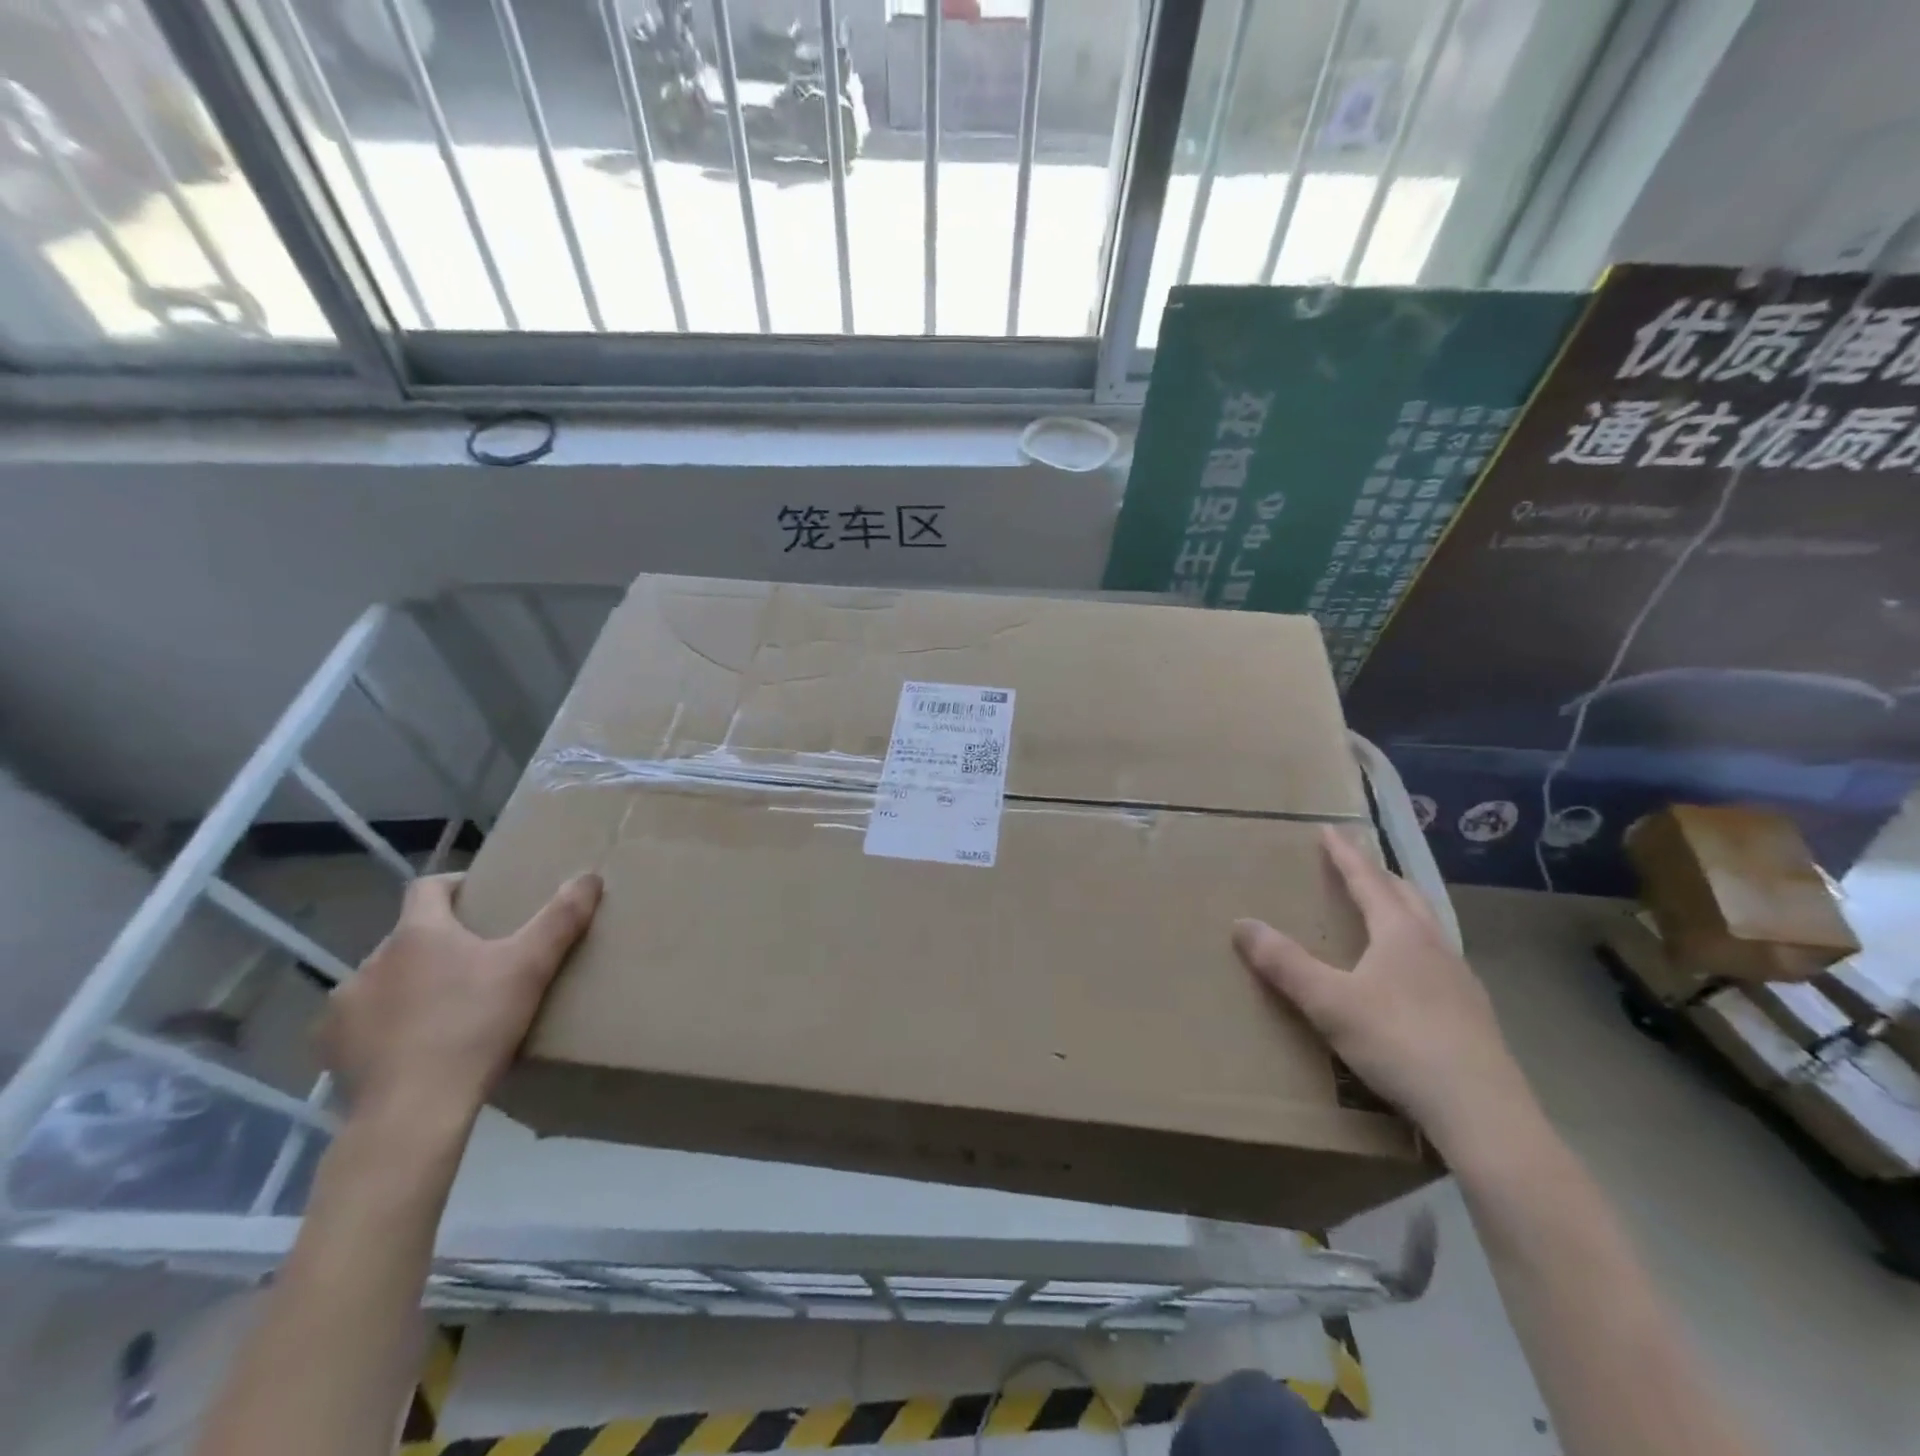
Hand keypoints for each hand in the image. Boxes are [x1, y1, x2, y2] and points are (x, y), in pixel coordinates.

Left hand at [321, 871, 601, 1130]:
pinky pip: (361, 1021)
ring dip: (410, 984)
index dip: (455, 885)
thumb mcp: (531, 968)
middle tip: (480, 963)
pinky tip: (412, 1045)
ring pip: (385, 979)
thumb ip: (561, 919)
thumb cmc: (474, 1027)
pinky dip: (385, 1024)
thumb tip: (590, 877)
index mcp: (417, 933)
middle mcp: (372, 960)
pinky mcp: (329, 1049)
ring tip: (447, 1007)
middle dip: (441, 943)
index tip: (483, 898)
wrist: (413, 1113)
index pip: (428, 887)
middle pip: (410, 936)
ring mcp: (344, 1006)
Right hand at [1233, 827, 1531, 1155]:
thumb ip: (1284, 963)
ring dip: (1403, 907)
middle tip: (1358, 862)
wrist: (1482, 1112)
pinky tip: (1413, 971)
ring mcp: (1460, 979)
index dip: (1345, 855)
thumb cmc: (1399, 1042)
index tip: (1330, 830)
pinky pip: (1439, 958)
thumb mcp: (1329, 1002)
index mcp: (1401, 934)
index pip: (1368, 881)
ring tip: (1387, 907)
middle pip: (1406, 895)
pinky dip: (1417, 944)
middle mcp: (1434, 946)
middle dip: (1379, 874)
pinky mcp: (1473, 1012)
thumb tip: (1240, 923)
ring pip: (1429, 926)